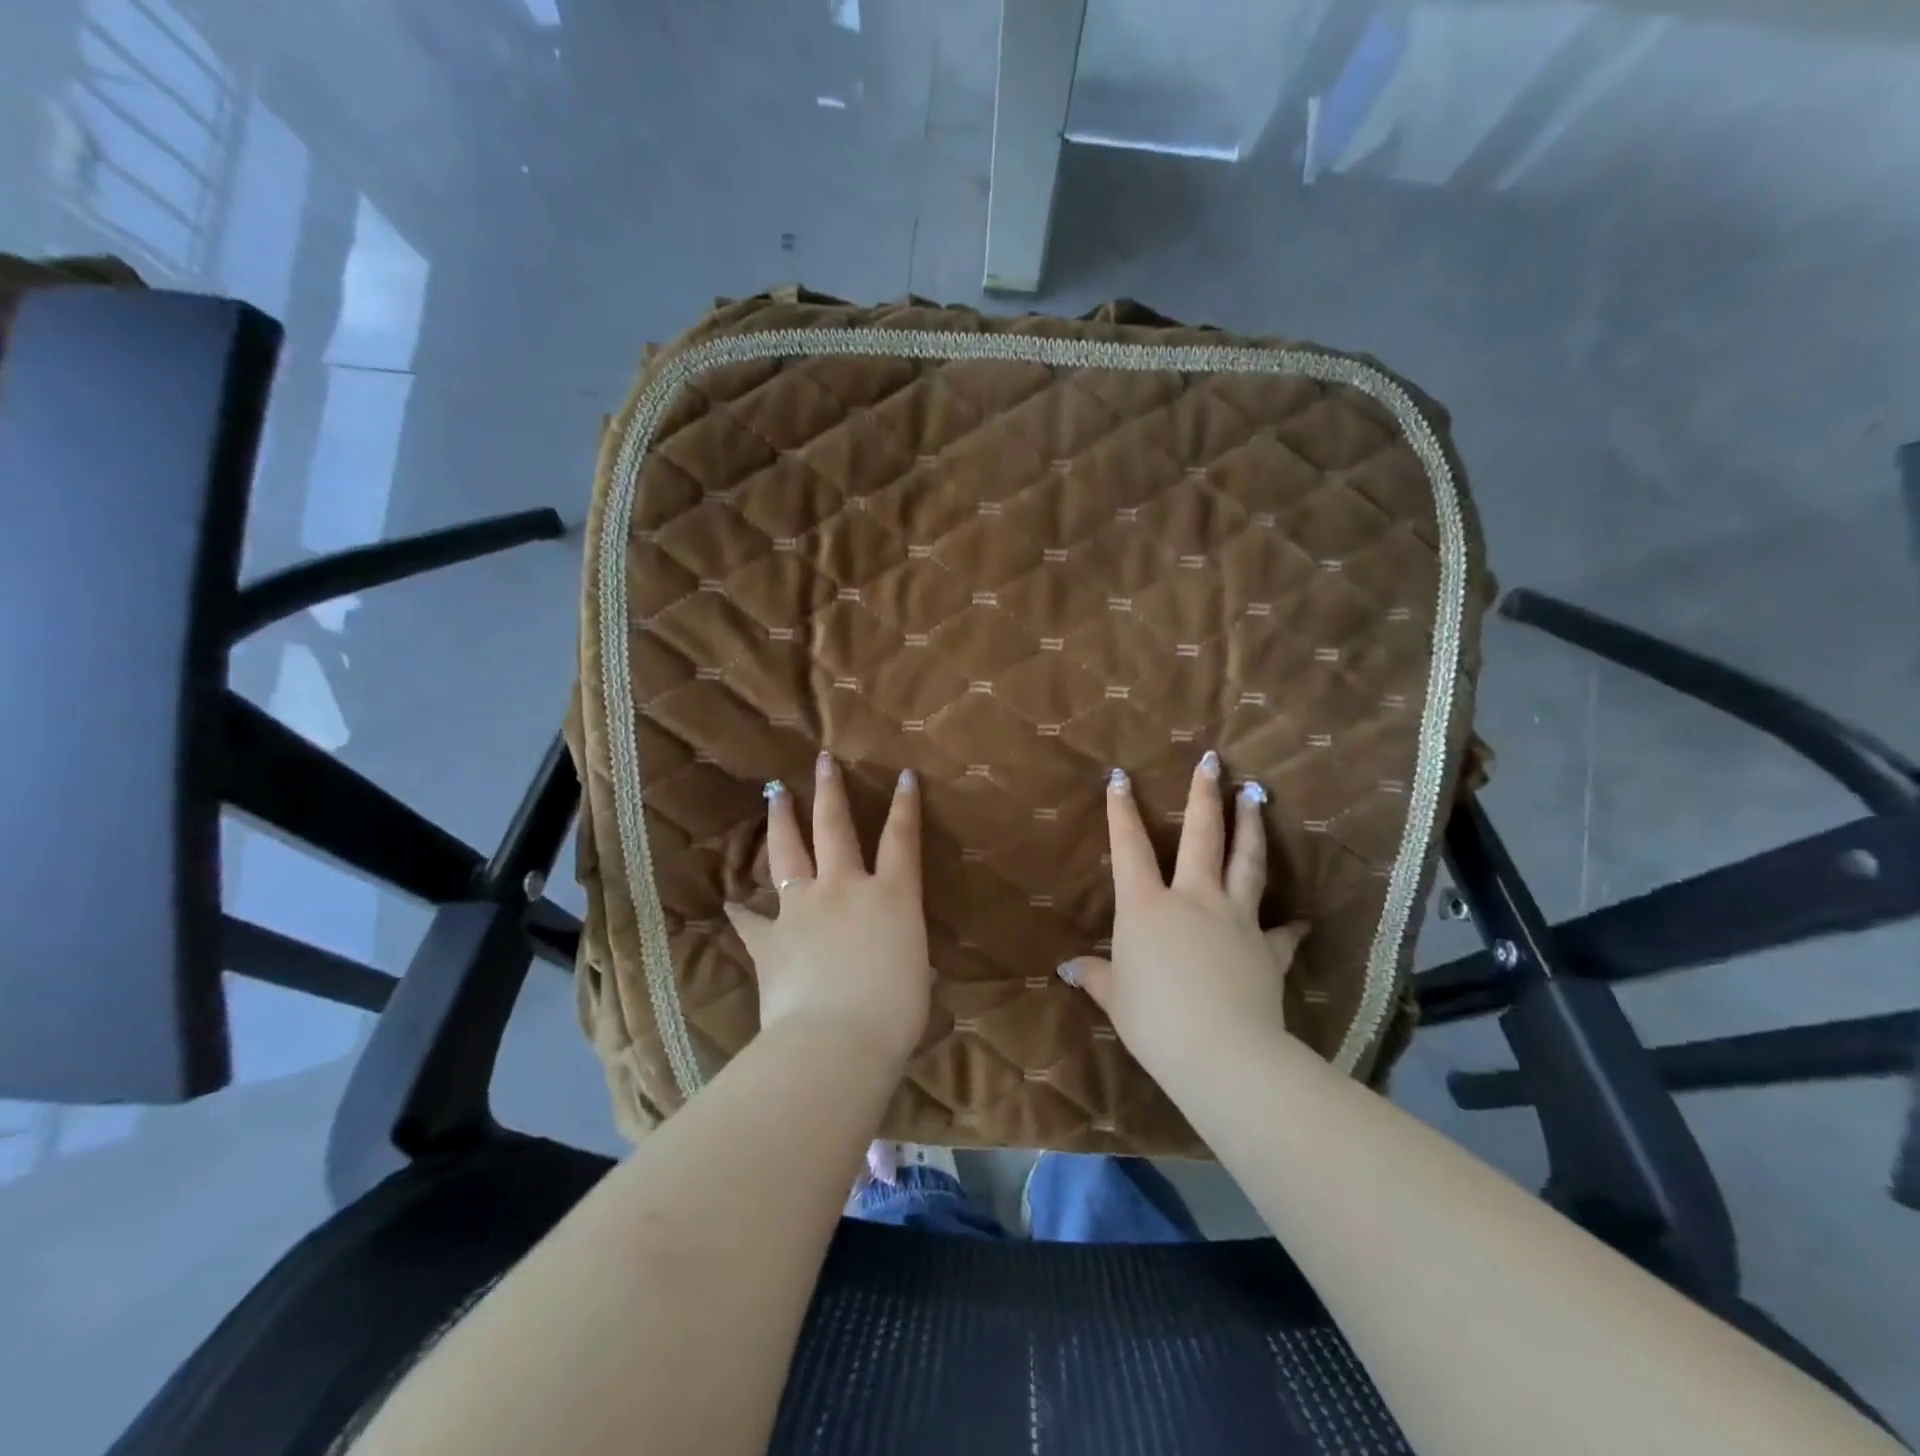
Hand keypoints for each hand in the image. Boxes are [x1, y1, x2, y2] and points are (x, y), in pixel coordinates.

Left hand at [724, 753, 931, 1067]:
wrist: (836, 1041)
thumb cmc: (893, 1013)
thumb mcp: (914, 976)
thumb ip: (903, 953)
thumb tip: (897, 958)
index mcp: (891, 896)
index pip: (901, 839)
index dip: (905, 805)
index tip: (903, 775)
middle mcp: (845, 889)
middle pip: (835, 827)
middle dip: (830, 790)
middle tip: (822, 760)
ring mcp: (803, 909)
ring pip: (789, 853)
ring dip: (781, 820)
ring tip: (774, 793)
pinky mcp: (771, 939)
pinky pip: (752, 920)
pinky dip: (742, 912)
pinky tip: (731, 902)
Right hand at [1059, 752, 1305, 1082]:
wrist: (1222, 1052)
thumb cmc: (1155, 1020)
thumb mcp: (1116, 998)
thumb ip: (1097, 976)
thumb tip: (1070, 969)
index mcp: (1147, 906)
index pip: (1130, 848)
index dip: (1122, 811)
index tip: (1122, 777)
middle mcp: (1193, 899)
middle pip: (1202, 836)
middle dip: (1204, 795)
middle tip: (1213, 762)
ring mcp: (1235, 919)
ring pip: (1246, 862)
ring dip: (1250, 827)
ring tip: (1256, 797)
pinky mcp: (1267, 949)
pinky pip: (1282, 932)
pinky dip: (1292, 925)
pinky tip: (1303, 919)